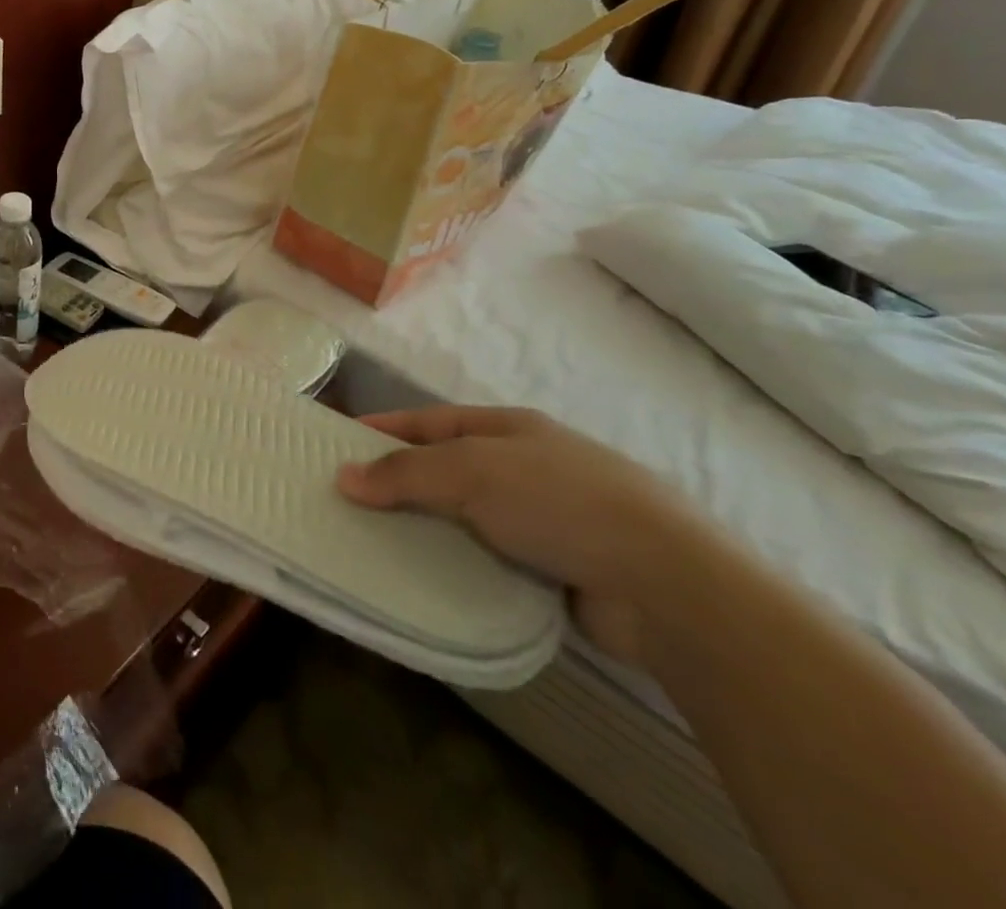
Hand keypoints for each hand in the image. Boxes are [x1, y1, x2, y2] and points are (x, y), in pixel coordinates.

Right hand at [335, 407, 703, 665]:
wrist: (666, 584)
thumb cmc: (559, 501)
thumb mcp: (471, 472)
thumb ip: (405, 473)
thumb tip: (344, 477)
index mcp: (510, 429)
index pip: (431, 421)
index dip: (385, 428)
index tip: (339, 440)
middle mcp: (527, 466)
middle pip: (447, 468)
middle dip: (400, 481)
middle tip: (349, 498)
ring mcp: (547, 518)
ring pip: (467, 517)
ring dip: (428, 527)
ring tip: (376, 542)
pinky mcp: (559, 569)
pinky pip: (491, 559)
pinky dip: (460, 564)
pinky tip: (429, 578)